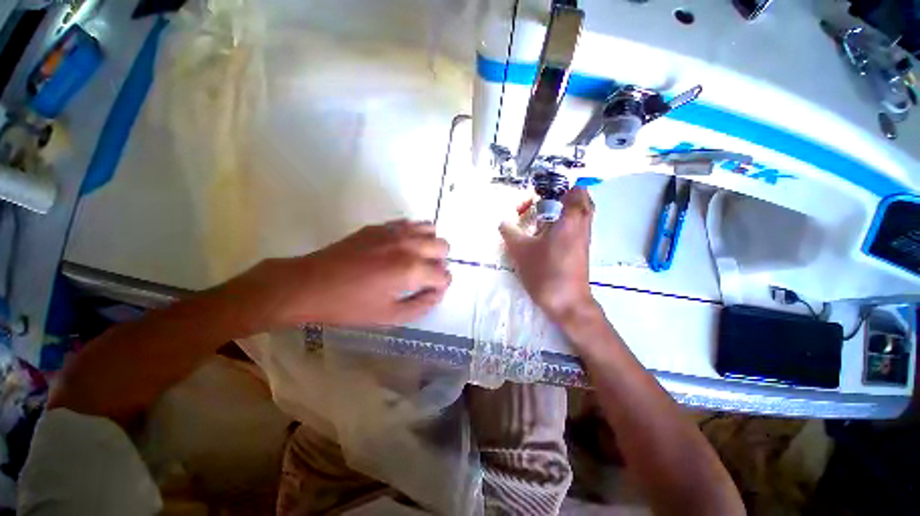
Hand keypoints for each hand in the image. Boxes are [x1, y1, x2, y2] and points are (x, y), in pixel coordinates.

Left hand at [245, 220, 451, 327]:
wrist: (309, 285)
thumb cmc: (350, 306)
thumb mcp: (390, 317)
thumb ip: (422, 305)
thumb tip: (437, 292)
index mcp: (411, 270)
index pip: (444, 275)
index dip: (441, 286)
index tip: (430, 292)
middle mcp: (408, 245)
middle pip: (444, 246)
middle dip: (440, 263)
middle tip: (424, 276)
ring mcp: (394, 231)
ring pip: (430, 229)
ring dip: (429, 245)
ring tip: (415, 259)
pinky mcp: (380, 226)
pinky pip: (409, 223)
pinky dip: (414, 234)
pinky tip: (400, 248)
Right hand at [499, 187, 595, 323]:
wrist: (567, 302)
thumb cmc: (545, 273)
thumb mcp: (520, 250)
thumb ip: (510, 232)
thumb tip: (502, 222)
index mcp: (570, 218)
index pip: (572, 188)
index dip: (554, 187)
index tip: (535, 196)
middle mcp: (582, 223)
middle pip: (579, 197)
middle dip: (560, 195)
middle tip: (540, 204)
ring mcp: (585, 236)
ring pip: (579, 211)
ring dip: (562, 209)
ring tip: (540, 217)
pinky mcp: (582, 247)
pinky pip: (577, 225)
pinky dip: (564, 222)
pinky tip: (546, 234)